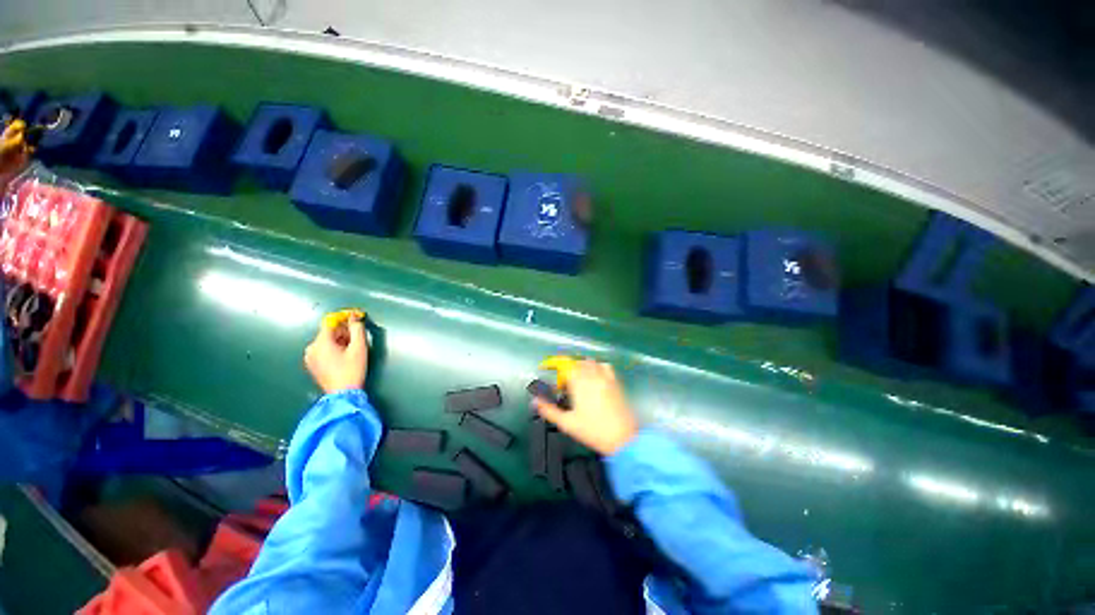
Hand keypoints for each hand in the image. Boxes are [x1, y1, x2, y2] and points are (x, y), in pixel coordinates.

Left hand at [304, 315, 368, 393]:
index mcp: (321, 342)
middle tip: (357, 338)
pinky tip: (344, 356)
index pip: (330, 321)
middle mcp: (311, 348)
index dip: (344, 317)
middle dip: (344, 331)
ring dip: (340, 340)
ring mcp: (310, 357)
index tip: (355, 318)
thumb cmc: (352, 371)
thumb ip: (357, 329)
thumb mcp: (359, 348)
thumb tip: (355, 318)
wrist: (343, 394)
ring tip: (352, 349)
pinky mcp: (312, 365)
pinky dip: (334, 348)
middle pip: (329, 331)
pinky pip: (323, 349)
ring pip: (327, 340)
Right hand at [533, 360, 637, 455]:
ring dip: (581, 366)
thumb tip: (535, 400)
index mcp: (579, 383)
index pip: (564, 365)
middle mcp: (592, 376)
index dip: (554, 364)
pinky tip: (596, 378)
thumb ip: (549, 410)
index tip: (547, 367)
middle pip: (577, 362)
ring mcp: (606, 377)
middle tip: (564, 384)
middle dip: (567, 369)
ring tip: (578, 380)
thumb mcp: (567, 423)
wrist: (623, 438)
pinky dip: (597, 367)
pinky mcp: (616, 382)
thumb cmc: (593, 431)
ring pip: (591, 362)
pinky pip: (605, 366)